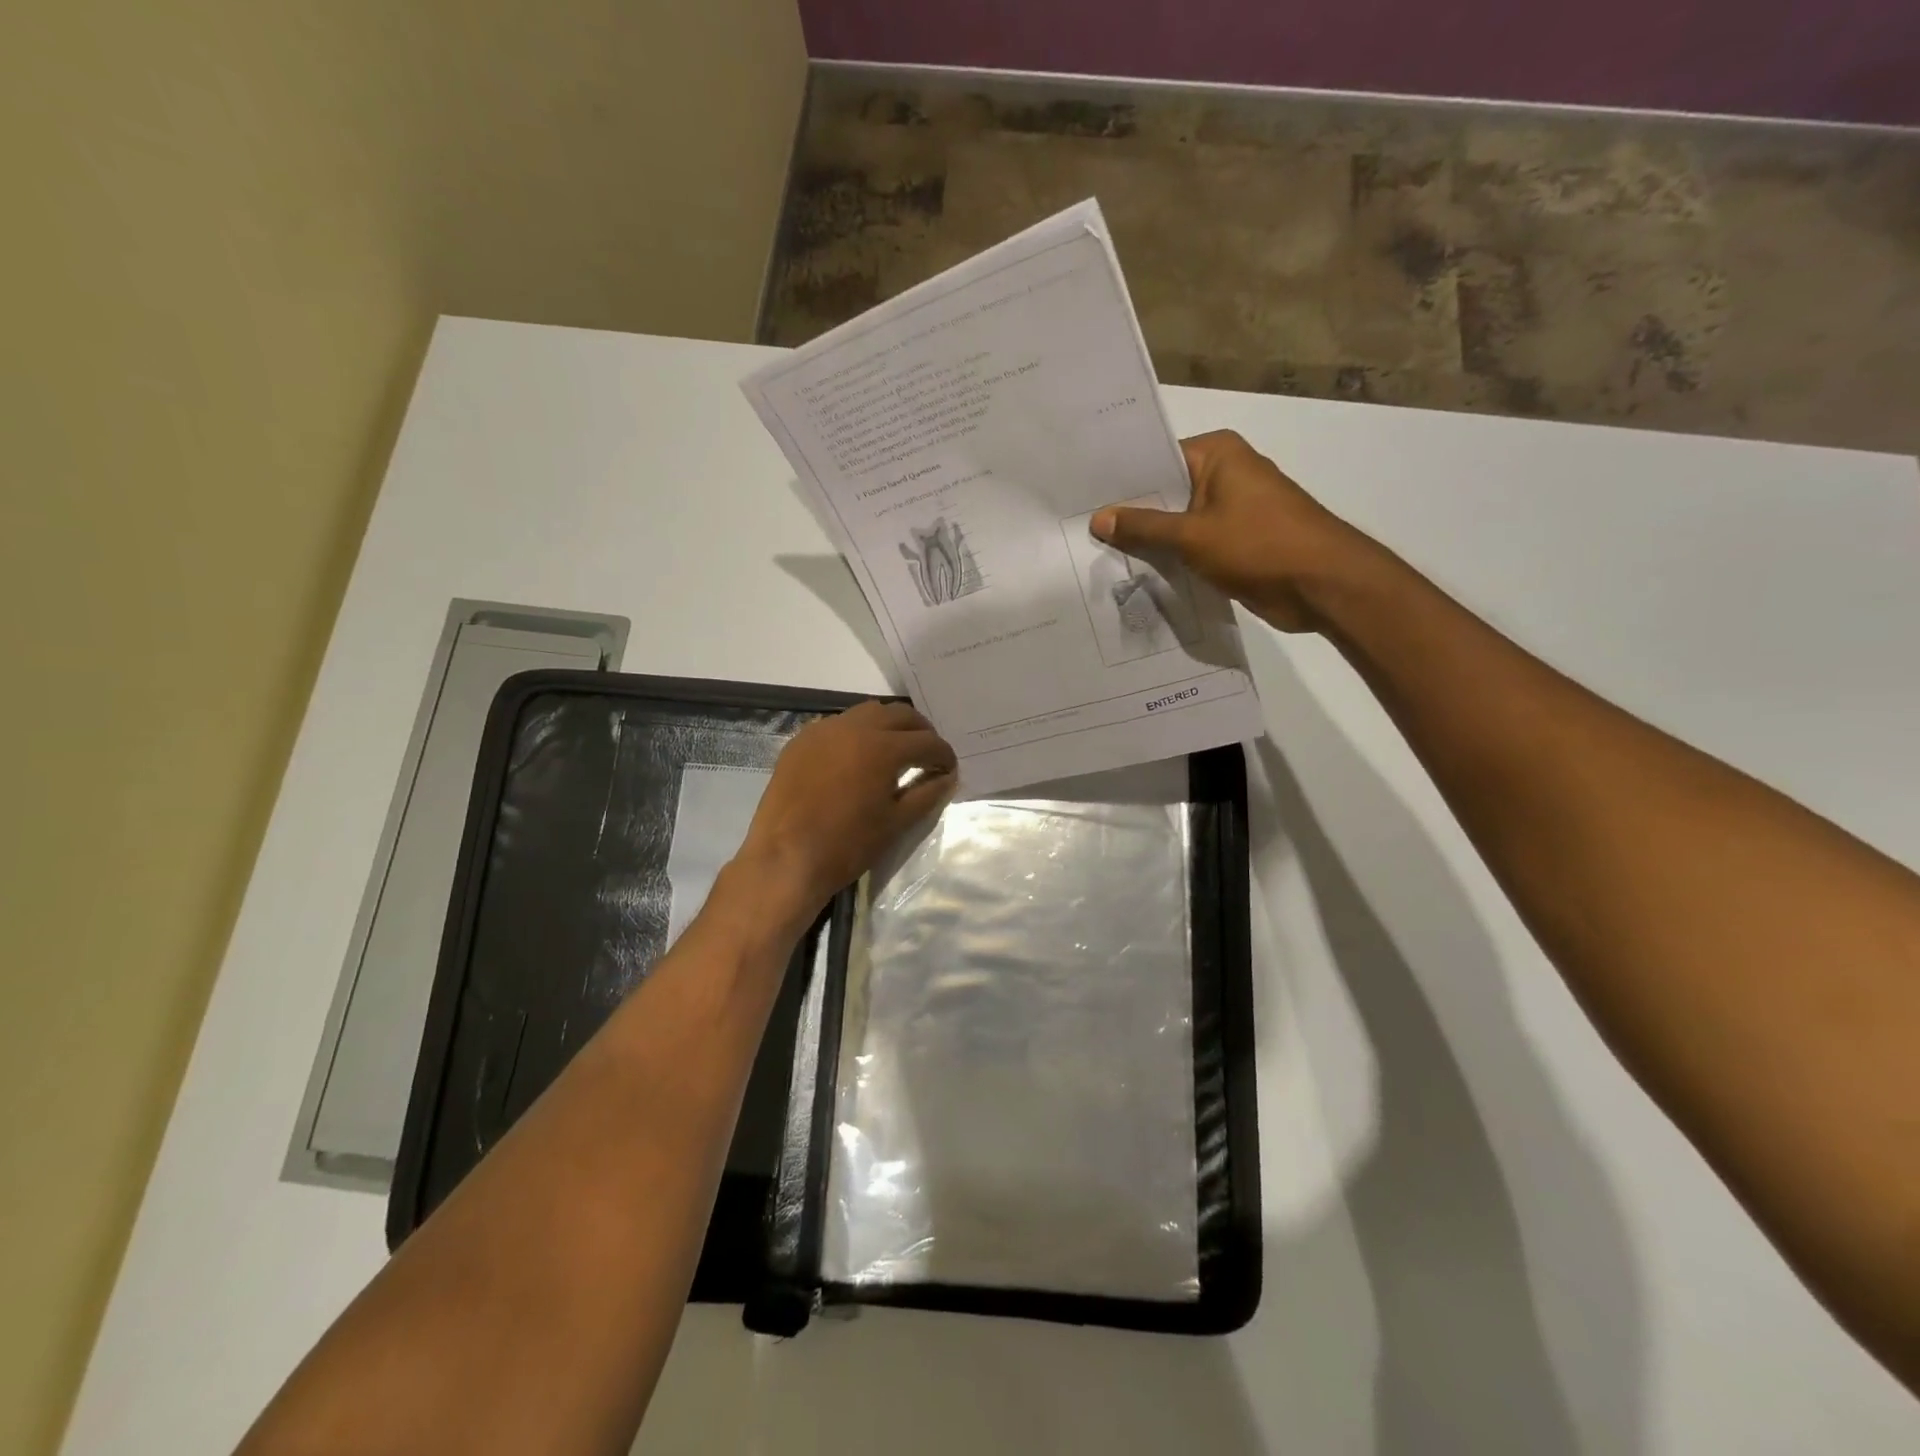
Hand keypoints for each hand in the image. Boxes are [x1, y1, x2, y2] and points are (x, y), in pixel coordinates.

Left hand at [735, 700, 955, 920]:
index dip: (944, 755)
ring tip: (895, 751)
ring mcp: (823, 730)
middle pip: (899, 715)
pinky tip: (858, 757)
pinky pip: (838, 725)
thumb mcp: (896, 822)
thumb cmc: (847, 845)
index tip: (949, 769)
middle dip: (920, 732)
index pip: (927, 742)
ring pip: (867, 713)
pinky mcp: (801, 741)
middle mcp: (855, 727)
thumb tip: (948, 777)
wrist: (785, 859)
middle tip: (927, 755)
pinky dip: (857, 733)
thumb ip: (927, 793)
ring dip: (889, 726)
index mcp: (883, 747)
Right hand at [1089, 430, 1377, 632]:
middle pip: (1164, 491)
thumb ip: (1144, 527)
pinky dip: (1170, 558)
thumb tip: (1098, 518)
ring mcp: (1231, 510)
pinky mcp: (1234, 542)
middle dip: (1129, 513)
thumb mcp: (1192, 535)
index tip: (1080, 496)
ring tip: (1096, 552)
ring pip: (1176, 522)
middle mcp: (1224, 474)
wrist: (1322, 585)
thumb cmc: (1260, 545)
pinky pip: (1191, 545)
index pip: (1155, 459)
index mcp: (1218, 454)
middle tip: (1079, 528)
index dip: (1120, 480)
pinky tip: (1133, 571)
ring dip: (1148, 540)